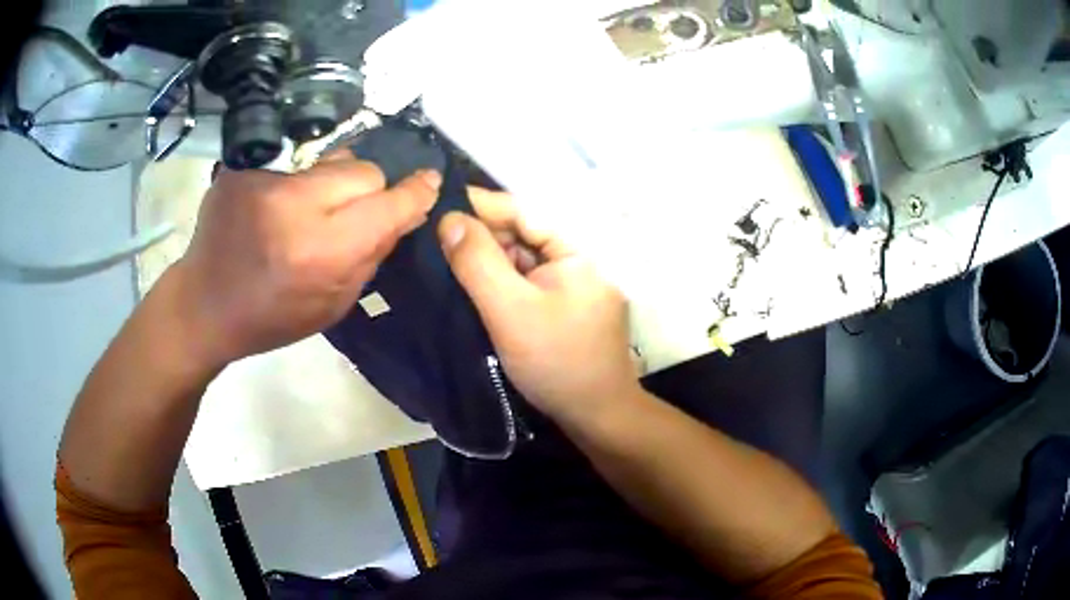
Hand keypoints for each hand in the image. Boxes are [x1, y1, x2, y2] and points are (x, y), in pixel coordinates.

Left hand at [171, 158, 440, 367]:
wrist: (204, 304)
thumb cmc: (270, 318)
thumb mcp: (333, 305)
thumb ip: (371, 256)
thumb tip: (401, 213)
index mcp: (322, 251)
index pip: (388, 203)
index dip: (415, 192)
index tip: (428, 182)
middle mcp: (296, 206)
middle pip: (364, 171)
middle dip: (368, 191)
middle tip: (349, 215)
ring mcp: (266, 181)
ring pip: (333, 160)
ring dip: (335, 183)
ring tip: (311, 208)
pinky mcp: (245, 168)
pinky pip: (296, 162)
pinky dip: (300, 182)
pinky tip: (281, 206)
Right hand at [438, 189, 638, 422]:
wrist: (597, 415)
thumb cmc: (556, 362)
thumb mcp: (510, 310)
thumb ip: (478, 262)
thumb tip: (449, 218)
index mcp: (576, 249)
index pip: (522, 211)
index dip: (479, 205)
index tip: (437, 204)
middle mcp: (578, 257)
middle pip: (522, 233)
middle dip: (480, 234)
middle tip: (434, 238)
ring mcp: (573, 283)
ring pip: (522, 258)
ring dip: (487, 258)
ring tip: (445, 258)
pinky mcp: (564, 305)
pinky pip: (527, 281)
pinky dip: (501, 281)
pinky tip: (473, 284)